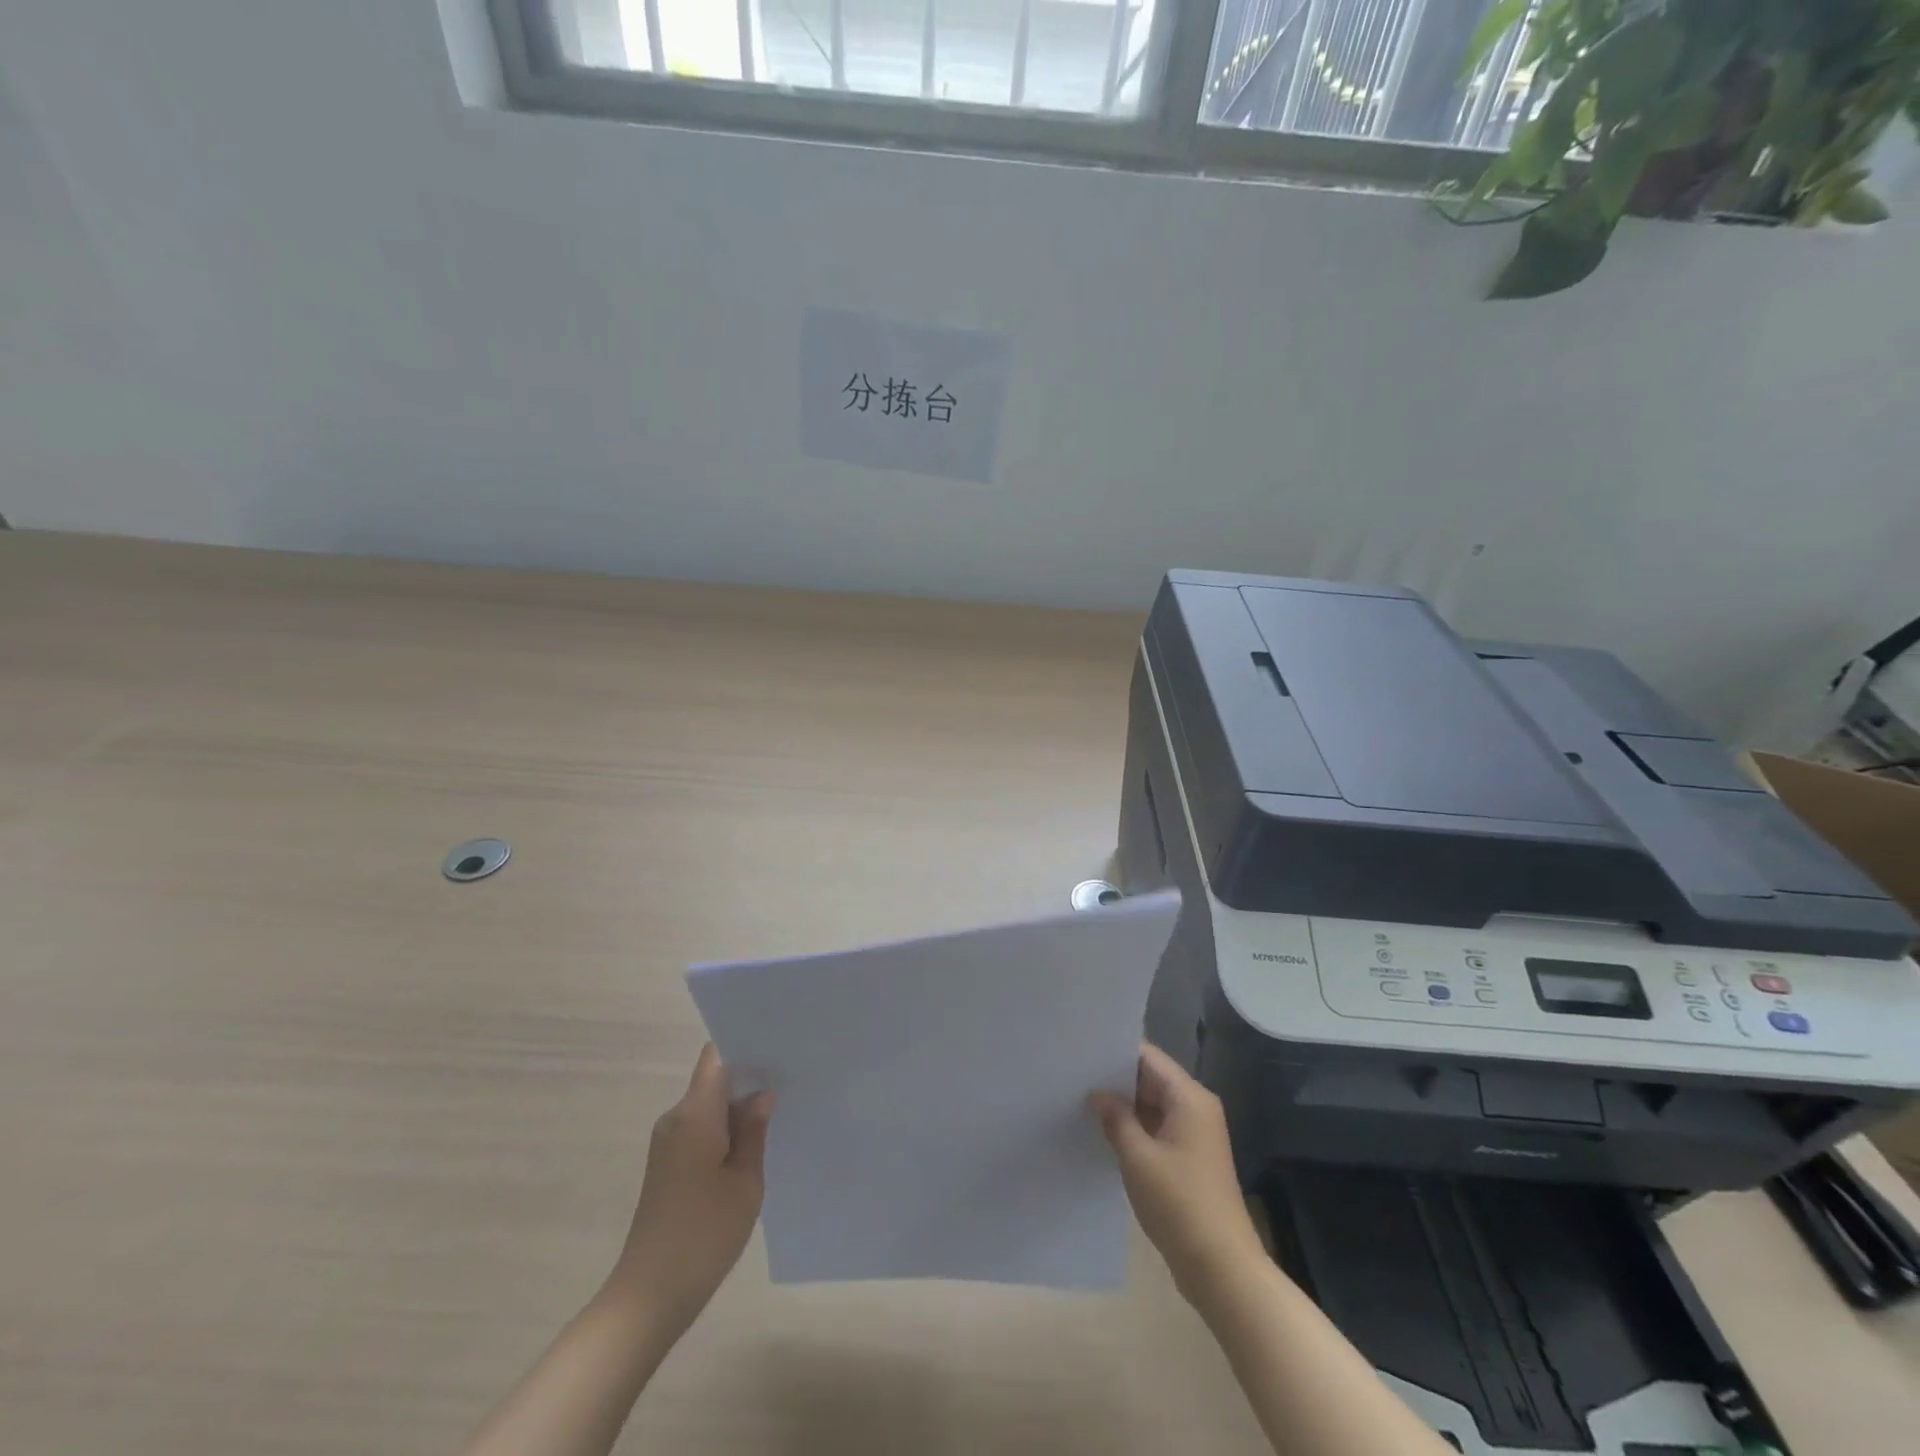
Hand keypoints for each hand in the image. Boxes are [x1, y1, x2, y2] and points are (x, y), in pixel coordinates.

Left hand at [605, 1044, 772, 1333]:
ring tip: (778, 1108)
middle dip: (748, 1075)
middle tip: (790, 1075)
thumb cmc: (704, 1235)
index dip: (744, 1044)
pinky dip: (725, 1128)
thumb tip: (762, 1094)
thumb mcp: (745, 1182)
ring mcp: (668, 1142)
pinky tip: (752, 1143)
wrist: (648, 1297)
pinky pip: (701, 1128)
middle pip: (714, 1078)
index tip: (776, 1045)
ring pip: (709, 1105)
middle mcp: (676, 1118)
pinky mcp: (667, 1164)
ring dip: (738, 1106)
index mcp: (694, 1114)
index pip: (716, 1056)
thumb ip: (754, 1131)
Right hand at [1089, 1043, 1265, 1306]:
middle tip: (1073, 1072)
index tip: (1082, 1048)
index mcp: (1189, 1098)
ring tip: (1080, 1097)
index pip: (1148, 1057)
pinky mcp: (1189, 1159)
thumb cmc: (1180, 1204)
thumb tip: (1097, 1094)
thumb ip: (1116, 1118)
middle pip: (1151, 1078)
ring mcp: (1194, 1134)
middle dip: (1115, 1078)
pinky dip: (1133, 1127)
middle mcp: (1196, 1108)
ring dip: (1123, 1105)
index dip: (1115, 1051)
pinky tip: (1103, 1131)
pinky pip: (1156, 1128)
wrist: (1223, 1269)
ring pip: (1152, 1105)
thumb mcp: (1138, 1158)